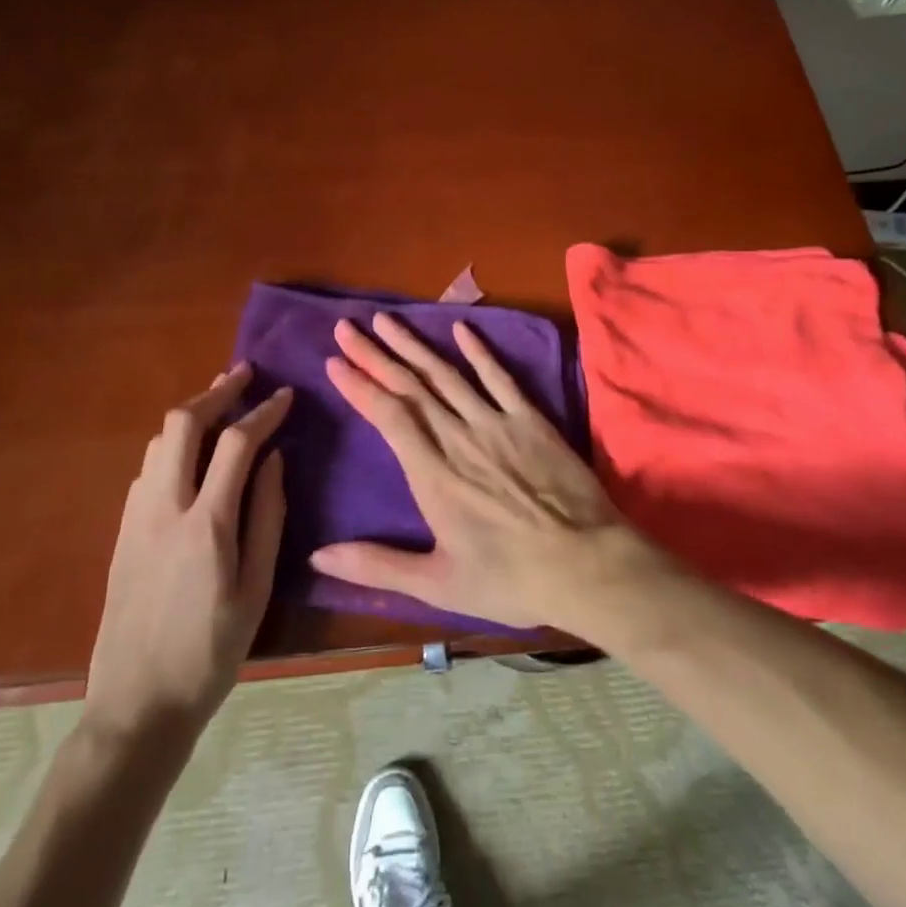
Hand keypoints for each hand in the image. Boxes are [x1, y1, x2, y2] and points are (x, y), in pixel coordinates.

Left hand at [84, 364, 290, 739]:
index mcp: (206, 523)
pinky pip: (147, 467)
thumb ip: (268, 516)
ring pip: (158, 440)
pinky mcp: (121, 531)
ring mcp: (135, 517)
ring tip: (221, 402)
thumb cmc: (210, 652)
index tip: (285, 395)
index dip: (264, 411)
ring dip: (191, 413)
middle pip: (182, 423)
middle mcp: (164, 507)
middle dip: (216, 390)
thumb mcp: (257, 589)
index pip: (236, 443)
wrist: (135, 706)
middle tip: (244, 374)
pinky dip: (173, 442)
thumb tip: (275, 459)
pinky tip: (192, 452)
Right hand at [312, 313, 658, 634]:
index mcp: (432, 475)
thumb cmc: (511, 580)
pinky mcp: (530, 419)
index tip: (334, 361)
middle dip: (374, 354)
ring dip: (414, 345)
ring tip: (386, 320)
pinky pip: (499, 377)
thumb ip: (378, 567)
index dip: (359, 386)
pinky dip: (478, 351)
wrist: (587, 564)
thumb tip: (318, 557)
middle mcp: (458, 437)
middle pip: (410, 387)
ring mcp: (496, 422)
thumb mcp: (438, 585)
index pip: (388, 416)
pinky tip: (460, 329)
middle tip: (346, 327)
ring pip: (445, 374)